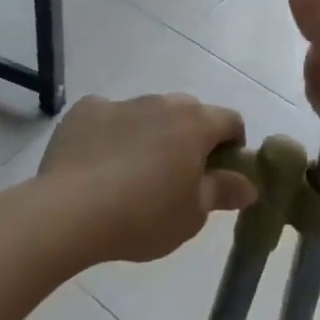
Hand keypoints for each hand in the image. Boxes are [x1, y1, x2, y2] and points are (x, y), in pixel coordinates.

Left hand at [39, 94, 256, 263]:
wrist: (70, 211)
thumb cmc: (143, 216)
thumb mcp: (192, 215)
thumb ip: (223, 192)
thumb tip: (249, 184)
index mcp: (195, 124)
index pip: (230, 121)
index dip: (232, 146)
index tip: (220, 174)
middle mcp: (163, 103)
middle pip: (189, 113)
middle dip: (190, 137)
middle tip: (178, 177)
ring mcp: (122, 102)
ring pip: (148, 113)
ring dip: (150, 134)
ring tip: (132, 174)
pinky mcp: (86, 110)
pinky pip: (108, 116)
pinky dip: (111, 133)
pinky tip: (98, 164)